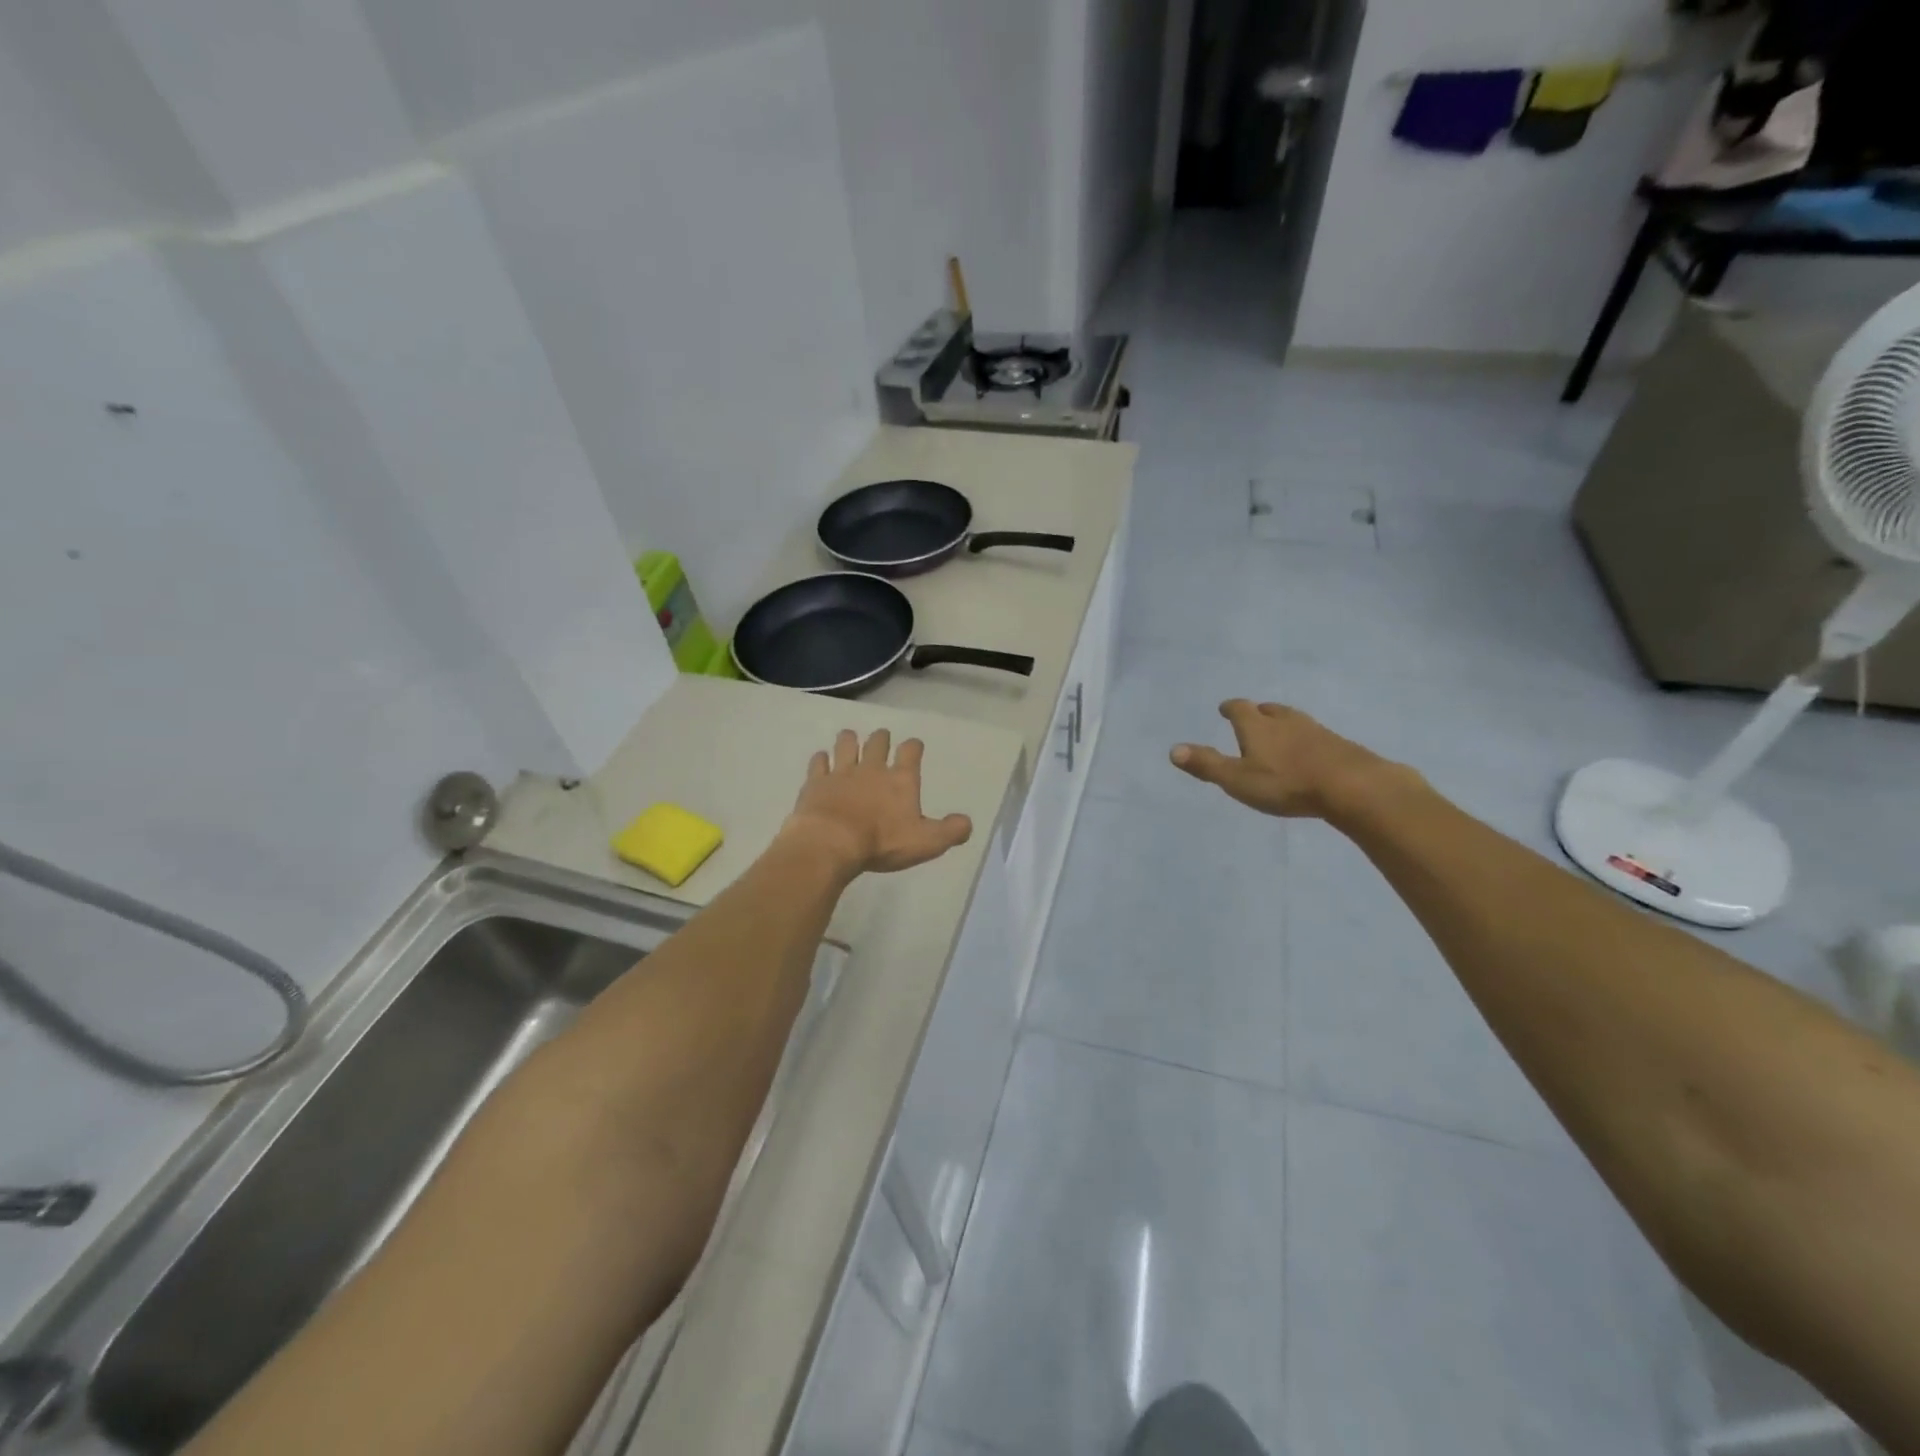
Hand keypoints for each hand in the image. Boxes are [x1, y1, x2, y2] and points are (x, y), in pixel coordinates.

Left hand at [783, 729, 972, 876]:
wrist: (831, 842)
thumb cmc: (882, 842)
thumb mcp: (926, 842)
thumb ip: (950, 831)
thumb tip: (967, 823)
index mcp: (900, 779)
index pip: (910, 752)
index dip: (914, 746)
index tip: (914, 745)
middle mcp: (871, 769)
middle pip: (877, 743)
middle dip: (881, 738)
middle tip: (881, 737)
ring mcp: (841, 773)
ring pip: (846, 744)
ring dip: (849, 740)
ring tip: (850, 738)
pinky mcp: (816, 783)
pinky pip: (818, 763)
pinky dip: (821, 759)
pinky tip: (821, 759)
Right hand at [1170, 699, 1408, 819]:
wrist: (1351, 785)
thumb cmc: (1286, 783)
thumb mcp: (1237, 779)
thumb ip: (1207, 765)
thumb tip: (1173, 749)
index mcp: (1257, 726)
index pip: (1239, 708)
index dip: (1230, 708)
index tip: (1224, 708)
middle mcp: (1285, 721)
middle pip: (1269, 709)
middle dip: (1258, 712)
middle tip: (1253, 716)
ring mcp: (1315, 730)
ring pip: (1294, 720)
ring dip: (1282, 722)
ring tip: (1279, 730)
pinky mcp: (1338, 745)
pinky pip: (1315, 735)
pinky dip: (1304, 738)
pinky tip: (1307, 751)